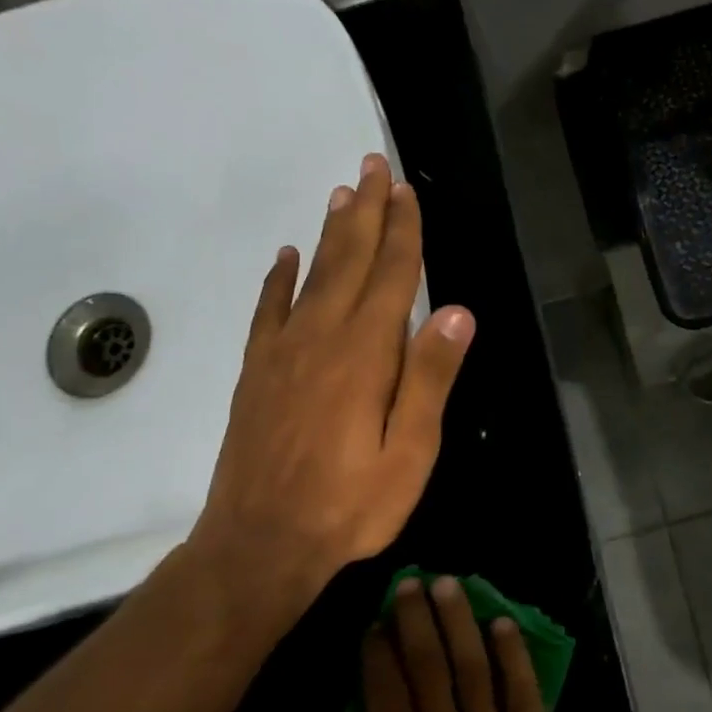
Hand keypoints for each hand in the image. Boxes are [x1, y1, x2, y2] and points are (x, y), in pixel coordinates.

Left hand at [187, 154, 474, 599]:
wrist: (259, 545)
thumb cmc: (350, 504)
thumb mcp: (410, 451)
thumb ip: (430, 377)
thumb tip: (455, 312)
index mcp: (366, 354)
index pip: (391, 276)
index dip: (403, 231)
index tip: (406, 190)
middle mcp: (322, 338)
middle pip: (349, 260)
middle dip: (365, 211)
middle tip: (372, 165)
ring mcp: (282, 352)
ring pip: (311, 274)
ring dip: (330, 231)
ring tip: (341, 193)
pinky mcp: (256, 372)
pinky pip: (268, 310)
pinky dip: (279, 278)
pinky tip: (286, 257)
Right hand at [337, 578, 578, 711]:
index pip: (386, 698)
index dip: (379, 655)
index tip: (375, 623)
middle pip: (428, 671)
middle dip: (416, 621)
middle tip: (410, 583)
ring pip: (474, 670)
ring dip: (460, 622)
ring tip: (449, 585)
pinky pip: (523, 694)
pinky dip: (513, 655)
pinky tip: (502, 623)